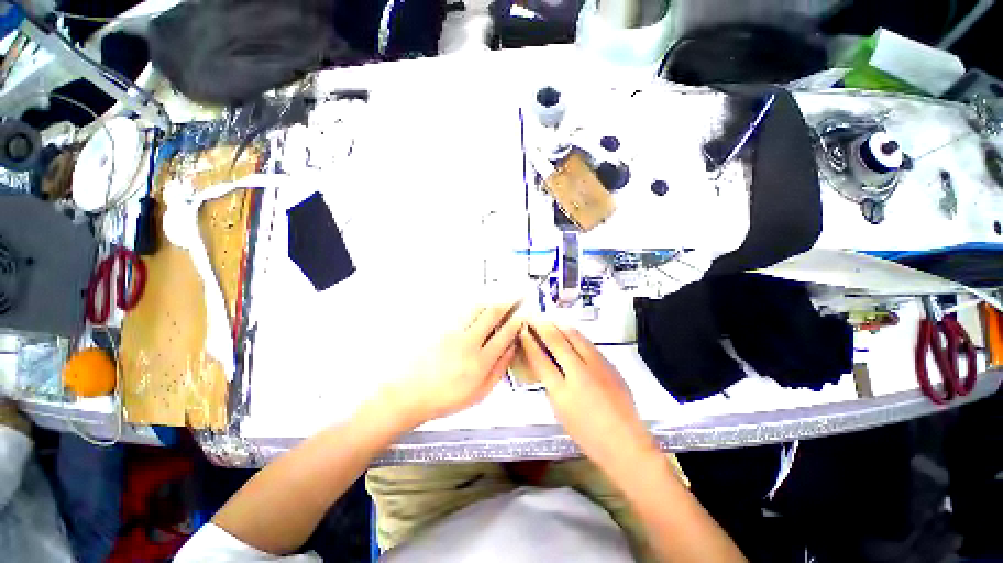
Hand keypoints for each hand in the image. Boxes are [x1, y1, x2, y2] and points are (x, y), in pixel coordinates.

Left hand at [381, 303, 522, 428]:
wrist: (409, 394)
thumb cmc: (444, 398)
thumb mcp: (479, 393)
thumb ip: (498, 370)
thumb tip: (511, 351)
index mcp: (480, 361)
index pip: (504, 334)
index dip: (516, 323)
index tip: (521, 317)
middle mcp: (468, 342)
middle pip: (491, 313)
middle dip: (506, 303)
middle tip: (513, 298)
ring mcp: (452, 332)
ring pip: (476, 308)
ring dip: (489, 302)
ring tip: (496, 301)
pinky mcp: (440, 328)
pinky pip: (461, 312)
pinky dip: (472, 308)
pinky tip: (476, 310)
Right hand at [519, 321, 657, 472]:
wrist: (626, 442)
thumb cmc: (588, 436)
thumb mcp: (561, 413)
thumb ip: (552, 386)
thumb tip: (546, 366)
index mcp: (562, 391)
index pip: (540, 359)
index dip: (530, 343)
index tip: (524, 332)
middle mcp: (579, 373)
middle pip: (558, 341)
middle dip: (543, 327)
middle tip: (535, 318)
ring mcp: (597, 366)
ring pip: (576, 337)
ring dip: (560, 327)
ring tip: (551, 321)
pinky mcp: (610, 365)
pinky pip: (589, 344)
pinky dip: (576, 336)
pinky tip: (571, 334)